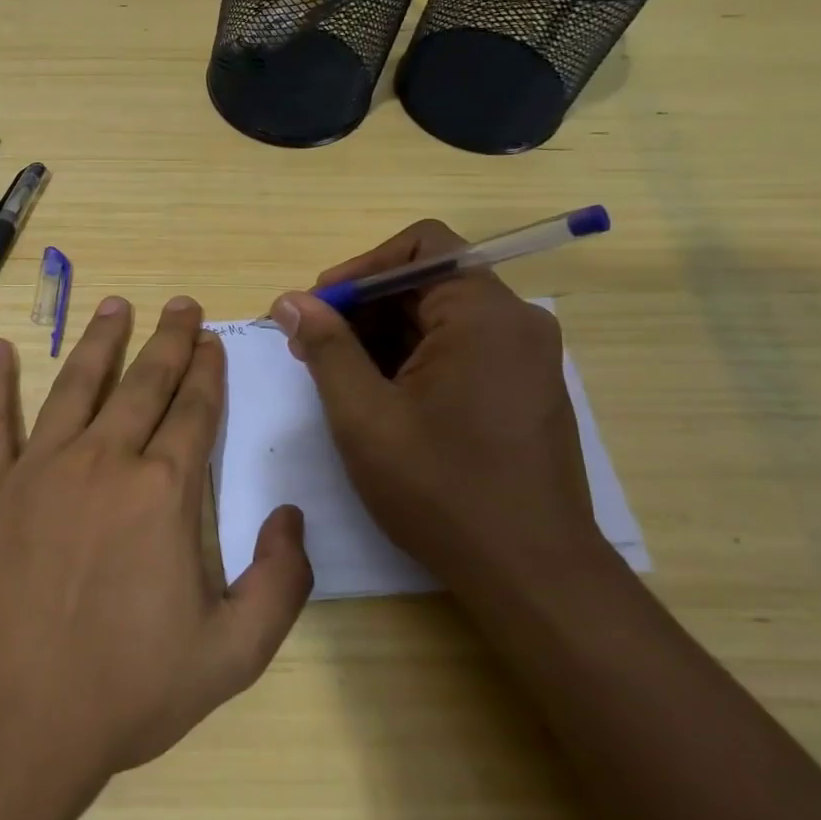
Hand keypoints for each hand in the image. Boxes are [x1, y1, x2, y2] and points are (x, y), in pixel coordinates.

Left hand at [0, 295, 312, 780]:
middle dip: (168, 340)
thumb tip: (289, 515)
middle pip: (143, 384)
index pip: (194, 412)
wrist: (7, 724)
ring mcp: (40, 469)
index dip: (207, 373)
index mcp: (163, 493)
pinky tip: (0, 348)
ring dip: (99, 341)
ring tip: (114, 304)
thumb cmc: (123, 693)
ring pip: (75, 385)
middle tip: (180, 304)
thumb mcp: (231, 655)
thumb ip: (279, 583)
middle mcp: (104, 461)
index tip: (212, 341)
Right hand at [271, 220, 601, 577]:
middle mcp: (515, 322)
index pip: (419, 247)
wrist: (530, 572)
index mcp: (483, 314)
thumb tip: (290, 300)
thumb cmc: (440, 489)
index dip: (359, 268)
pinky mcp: (524, 388)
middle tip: (312, 347)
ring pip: (440, 317)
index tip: (317, 308)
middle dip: (363, 307)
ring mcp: (525, 357)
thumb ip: (326, 347)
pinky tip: (379, 397)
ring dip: (383, 335)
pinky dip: (414, 358)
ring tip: (337, 377)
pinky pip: (460, 348)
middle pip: (427, 281)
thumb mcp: (364, 415)